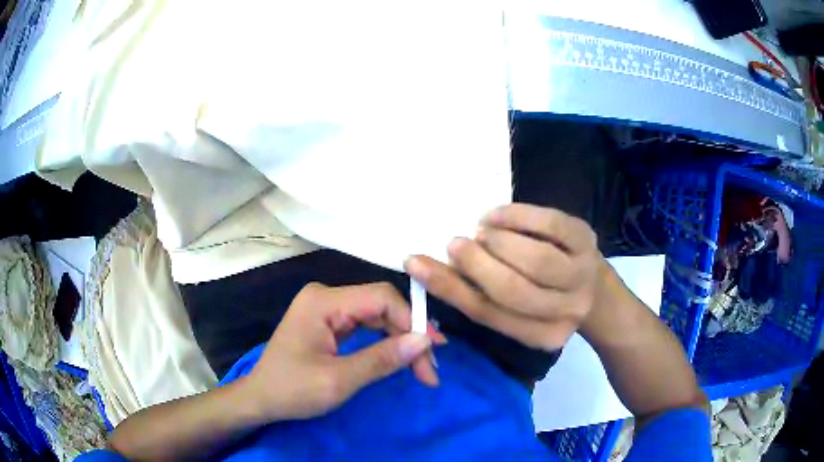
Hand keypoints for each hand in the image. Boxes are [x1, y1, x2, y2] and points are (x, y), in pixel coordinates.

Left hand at [243, 282, 444, 421]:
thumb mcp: (339, 380)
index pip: (380, 298)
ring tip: (422, 368)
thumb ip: (382, 359)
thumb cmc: (293, 390)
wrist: (261, 399)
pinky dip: (385, 342)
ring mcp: (326, 308)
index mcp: (323, 301)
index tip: (433, 353)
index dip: (412, 321)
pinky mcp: (329, 322)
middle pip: (381, 306)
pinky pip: (365, 325)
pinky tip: (401, 356)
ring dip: (401, 341)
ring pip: (377, 316)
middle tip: (430, 370)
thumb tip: (425, 341)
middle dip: (409, 336)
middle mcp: (326, 296)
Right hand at [405, 204, 602, 351]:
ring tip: (482, 232)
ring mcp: (582, 276)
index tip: (416, 262)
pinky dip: (518, 216)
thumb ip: (479, 294)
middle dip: (476, 264)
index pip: (486, 314)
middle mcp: (566, 312)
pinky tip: (496, 215)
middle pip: (513, 290)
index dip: (448, 287)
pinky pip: (551, 225)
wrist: (593, 287)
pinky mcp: (587, 241)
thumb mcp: (515, 309)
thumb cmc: (543, 296)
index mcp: (540, 336)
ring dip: (499, 242)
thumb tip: (433, 267)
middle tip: (455, 244)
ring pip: (535, 260)